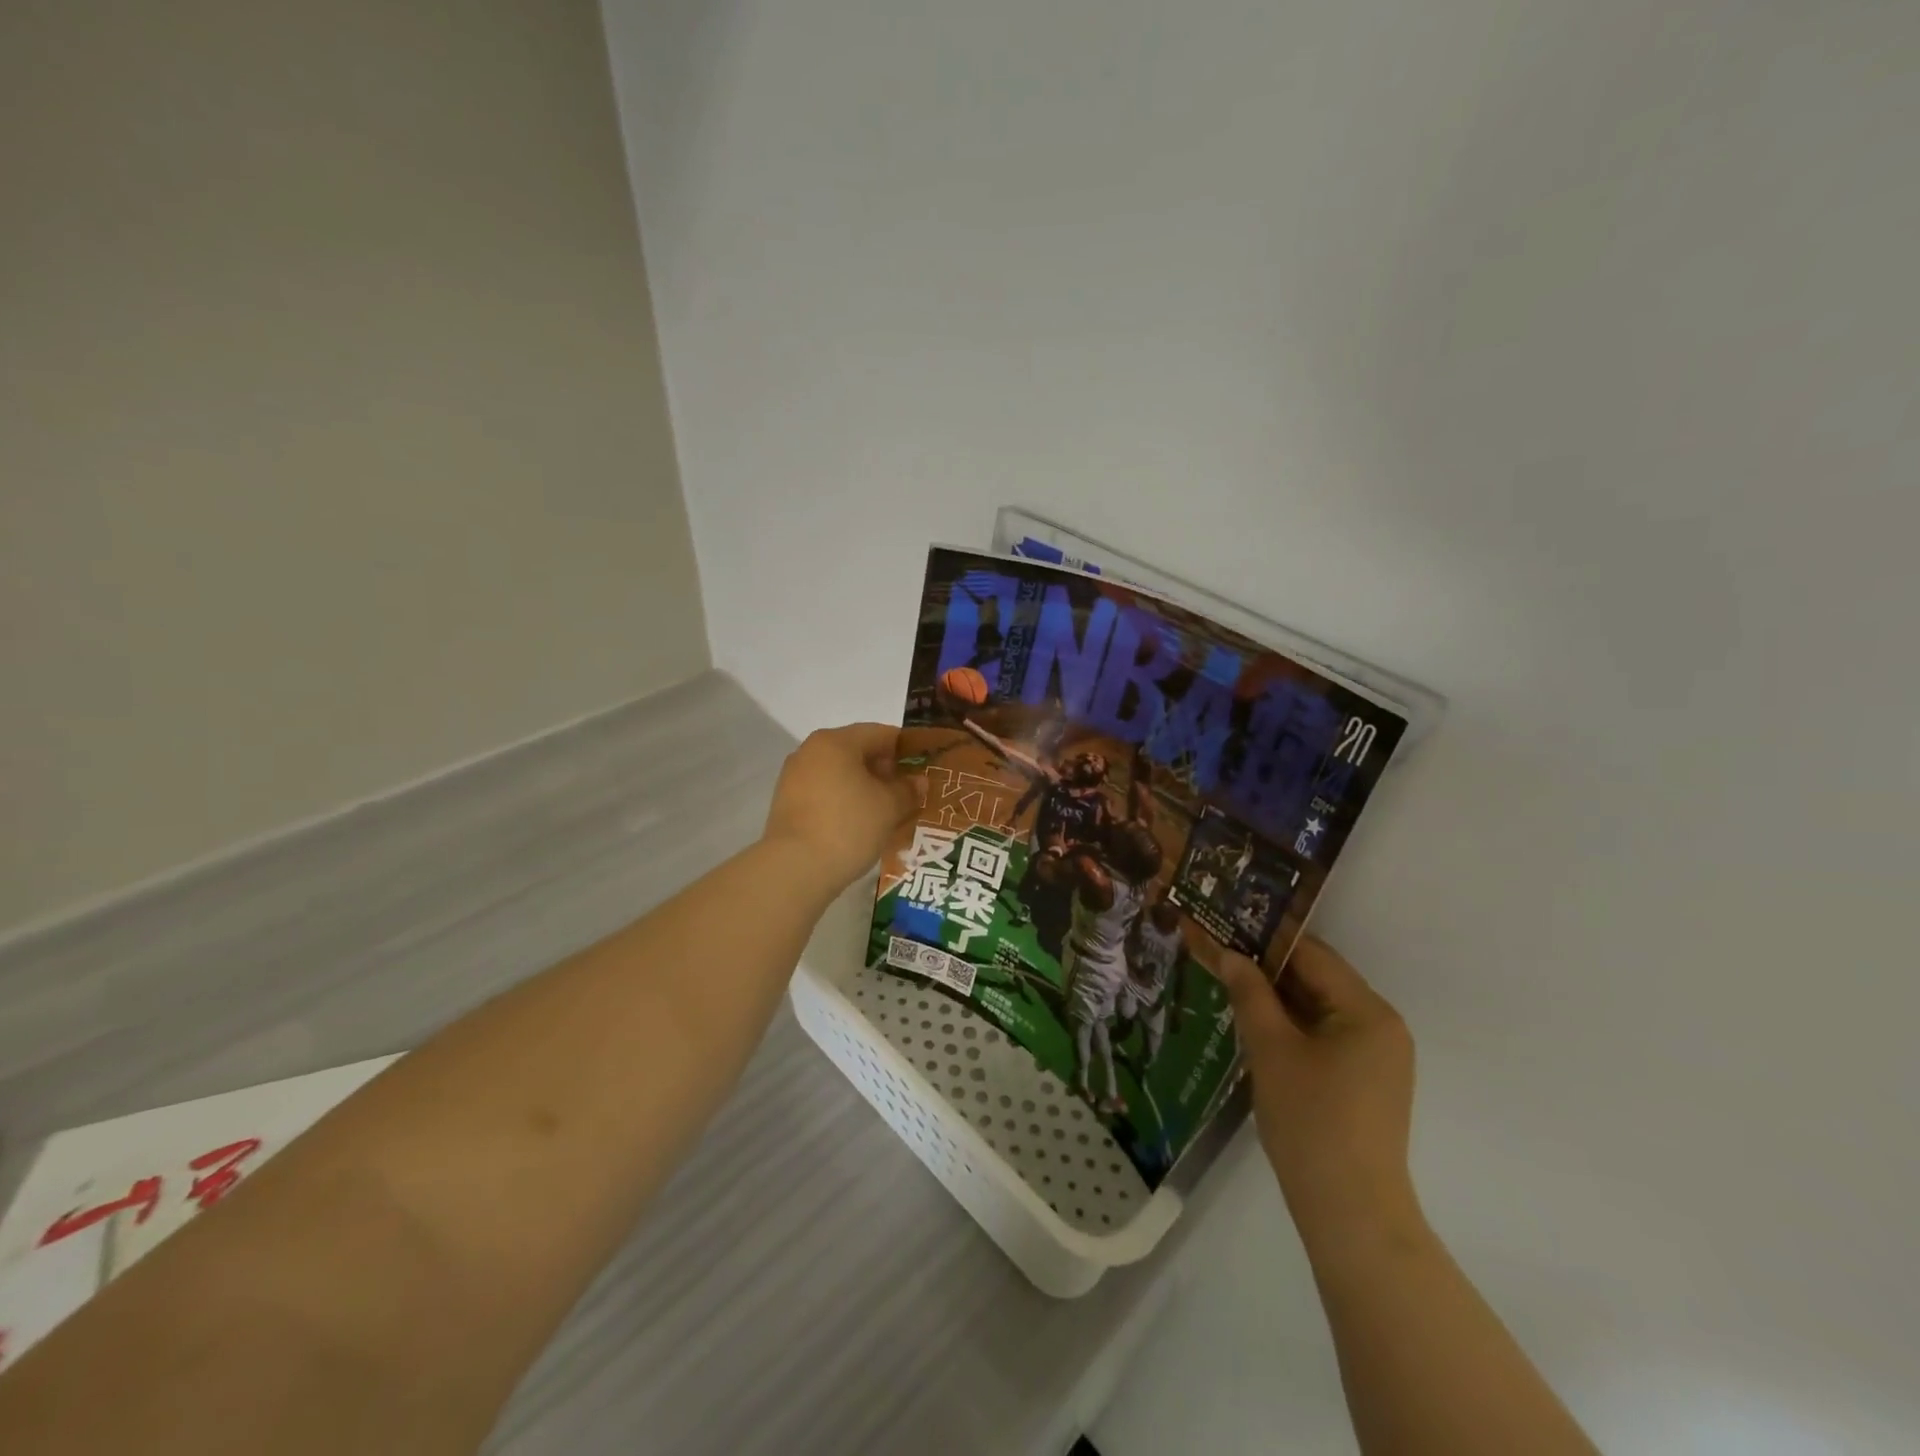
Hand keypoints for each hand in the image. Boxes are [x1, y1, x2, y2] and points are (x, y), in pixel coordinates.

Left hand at [763, 723, 919, 891]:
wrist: (795, 868)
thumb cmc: (849, 826)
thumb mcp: (889, 807)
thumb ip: (907, 789)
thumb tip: (918, 781)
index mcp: (836, 741)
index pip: (880, 733)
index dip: (906, 748)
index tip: (924, 767)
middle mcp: (810, 751)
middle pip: (857, 751)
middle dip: (884, 770)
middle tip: (908, 792)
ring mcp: (794, 777)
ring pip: (840, 773)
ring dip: (864, 787)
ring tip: (886, 811)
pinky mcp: (787, 803)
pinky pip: (824, 792)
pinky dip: (844, 801)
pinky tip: (860, 823)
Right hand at [1211, 938, 1420, 1251]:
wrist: (1350, 1212)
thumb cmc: (1311, 1120)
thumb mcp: (1270, 1048)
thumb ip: (1249, 993)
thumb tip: (1229, 954)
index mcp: (1367, 1011)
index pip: (1312, 954)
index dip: (1265, 939)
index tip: (1224, 927)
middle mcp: (1381, 1026)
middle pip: (1318, 979)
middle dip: (1267, 968)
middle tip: (1219, 955)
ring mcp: (1376, 1057)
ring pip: (1318, 1008)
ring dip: (1276, 998)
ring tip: (1228, 984)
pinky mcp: (1365, 1082)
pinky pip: (1324, 1036)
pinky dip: (1291, 1026)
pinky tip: (1254, 1025)